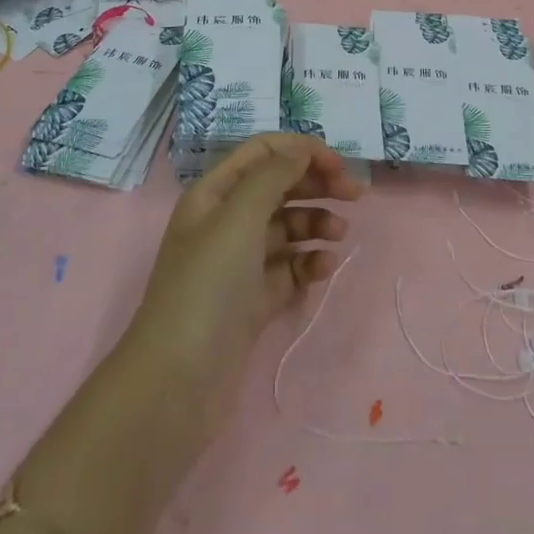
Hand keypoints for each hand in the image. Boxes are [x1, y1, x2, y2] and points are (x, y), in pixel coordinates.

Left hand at [123, 133, 363, 447]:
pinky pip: (289, 269)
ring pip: (288, 228)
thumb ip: (273, 176)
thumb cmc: (206, 288)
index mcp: (214, 194)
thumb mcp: (238, 218)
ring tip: (339, 237)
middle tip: (356, 195)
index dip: (301, 151)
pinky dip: (309, 263)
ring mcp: (239, 264)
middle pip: (279, 186)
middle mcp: (225, 223)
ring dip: (316, 224)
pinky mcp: (253, 301)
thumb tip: (301, 153)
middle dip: (317, 185)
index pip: (263, 152)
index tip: (338, 166)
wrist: (178, 383)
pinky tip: (324, 270)